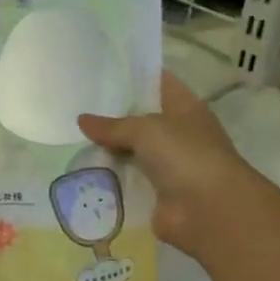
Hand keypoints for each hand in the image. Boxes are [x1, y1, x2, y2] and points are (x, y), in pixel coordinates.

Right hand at [79, 74, 247, 258]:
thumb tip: (82, 120)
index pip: (158, 82)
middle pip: (141, 118)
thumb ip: (112, 125)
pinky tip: (81, 170)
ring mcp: (169, 164)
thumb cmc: (185, 155)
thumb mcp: (145, 130)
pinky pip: (128, 179)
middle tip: (75, 105)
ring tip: (70, 137)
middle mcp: (179, 133)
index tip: (101, 71)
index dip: (133, 75)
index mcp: (185, 107)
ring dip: (108, 148)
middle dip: (112, 114)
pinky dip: (110, 177)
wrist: (209, 210)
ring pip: (132, 150)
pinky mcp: (156, 192)